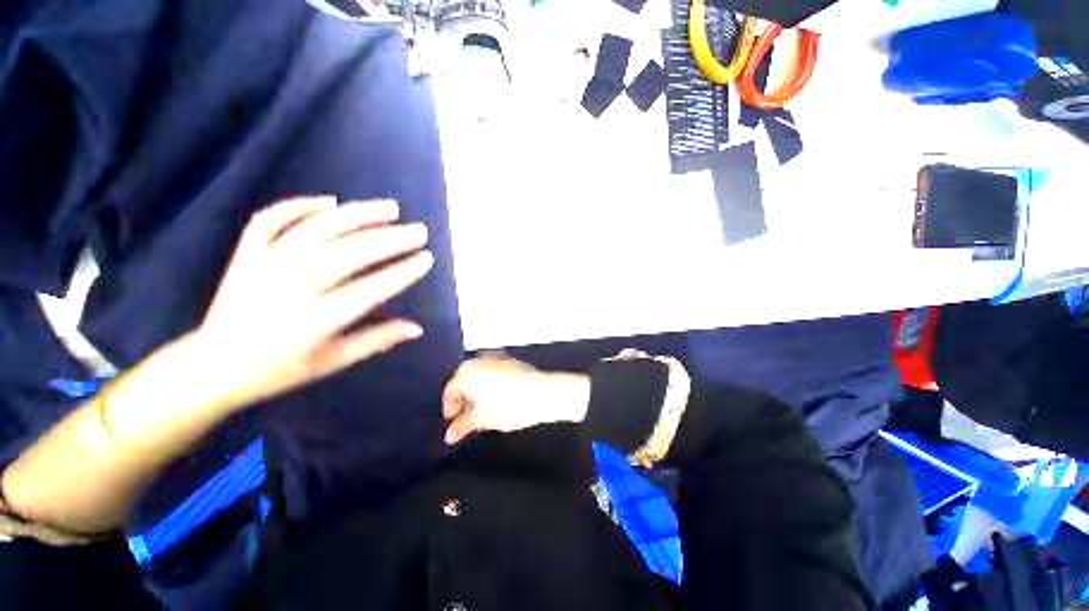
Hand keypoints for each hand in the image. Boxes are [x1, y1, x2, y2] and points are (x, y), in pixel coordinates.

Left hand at [193, 195, 433, 412]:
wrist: (212, 366)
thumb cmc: (279, 370)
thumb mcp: (333, 362)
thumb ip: (377, 341)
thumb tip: (418, 328)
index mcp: (315, 321)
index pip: (370, 289)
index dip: (402, 272)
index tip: (426, 259)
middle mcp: (291, 287)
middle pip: (350, 253)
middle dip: (391, 240)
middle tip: (419, 231)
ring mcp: (265, 264)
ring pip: (318, 228)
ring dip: (358, 215)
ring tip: (391, 208)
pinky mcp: (246, 253)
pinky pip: (273, 218)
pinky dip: (301, 205)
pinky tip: (331, 201)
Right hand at [442, 355, 590, 444]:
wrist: (542, 393)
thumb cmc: (509, 405)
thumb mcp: (481, 419)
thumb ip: (462, 426)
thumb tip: (450, 435)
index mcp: (466, 371)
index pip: (449, 391)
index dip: (450, 409)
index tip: (454, 422)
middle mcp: (479, 360)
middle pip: (464, 382)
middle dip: (465, 400)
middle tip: (468, 418)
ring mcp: (497, 358)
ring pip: (480, 378)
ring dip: (478, 393)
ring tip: (485, 411)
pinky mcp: (511, 361)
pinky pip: (493, 374)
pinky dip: (492, 386)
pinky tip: (499, 400)